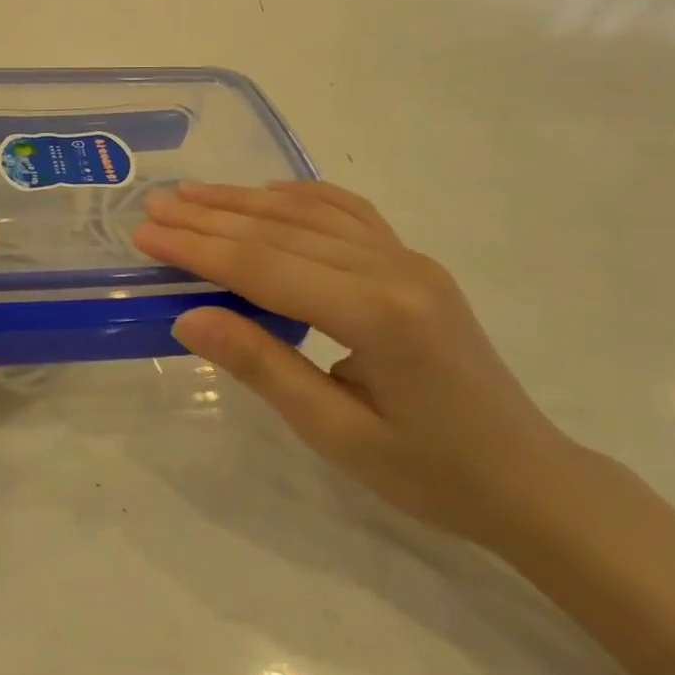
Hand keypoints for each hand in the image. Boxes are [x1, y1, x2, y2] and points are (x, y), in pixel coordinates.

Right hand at [134, 181, 580, 546]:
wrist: (529, 480)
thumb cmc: (431, 473)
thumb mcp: (337, 434)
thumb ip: (262, 366)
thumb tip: (188, 316)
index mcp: (378, 314)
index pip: (265, 268)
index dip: (198, 249)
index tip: (146, 234)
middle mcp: (395, 268)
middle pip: (283, 231)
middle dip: (211, 218)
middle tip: (154, 205)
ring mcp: (410, 259)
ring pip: (312, 214)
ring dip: (247, 202)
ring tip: (193, 194)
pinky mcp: (415, 264)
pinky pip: (350, 215)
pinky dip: (302, 198)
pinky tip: (269, 194)